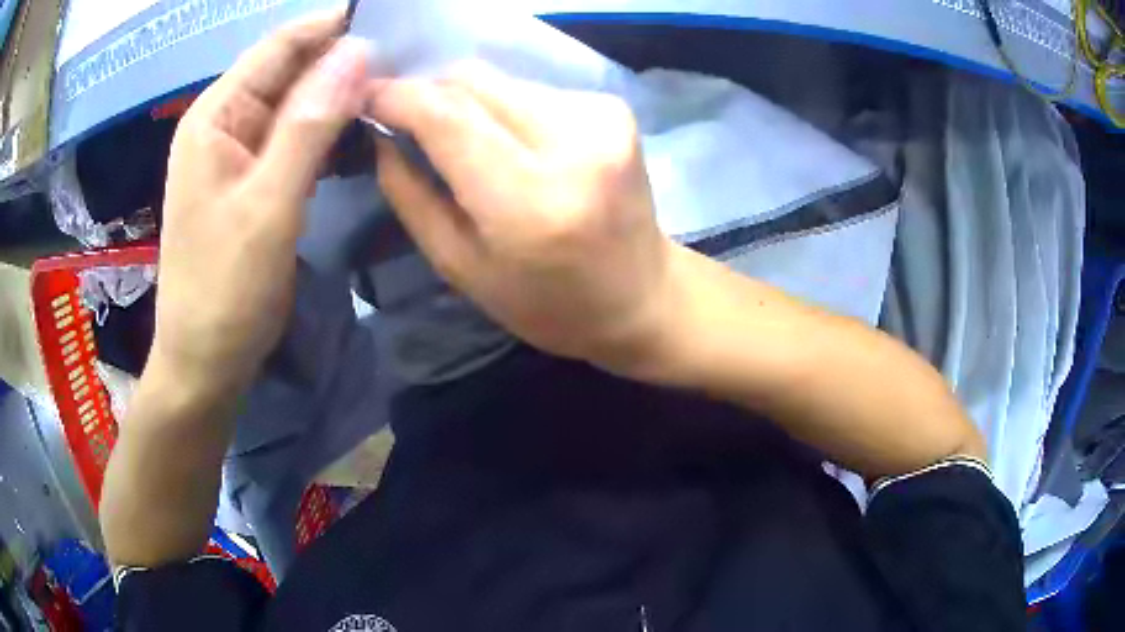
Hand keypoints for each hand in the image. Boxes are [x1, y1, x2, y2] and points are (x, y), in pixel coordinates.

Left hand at [153, 12, 367, 393]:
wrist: (204, 361)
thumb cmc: (225, 288)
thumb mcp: (268, 203)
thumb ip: (310, 123)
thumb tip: (359, 51)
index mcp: (217, 115)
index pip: (280, 45)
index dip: (333, 24)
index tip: (393, 20)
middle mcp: (225, 122)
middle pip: (288, 70)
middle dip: (341, 59)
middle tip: (406, 59)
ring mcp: (238, 153)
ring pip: (295, 104)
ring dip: (339, 94)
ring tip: (394, 88)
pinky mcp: (251, 180)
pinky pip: (293, 138)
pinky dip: (327, 130)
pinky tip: (360, 131)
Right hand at [369, 66, 677, 373]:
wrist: (643, 297)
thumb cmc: (547, 303)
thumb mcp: (461, 268)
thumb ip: (410, 194)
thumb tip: (380, 132)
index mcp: (529, 201)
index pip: (446, 115)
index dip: (396, 96)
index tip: (364, 97)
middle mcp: (572, 143)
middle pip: (471, 81)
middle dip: (427, 95)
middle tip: (407, 123)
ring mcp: (602, 118)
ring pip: (500, 81)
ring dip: (468, 104)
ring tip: (468, 144)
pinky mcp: (615, 108)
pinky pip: (533, 90)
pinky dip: (507, 109)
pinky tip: (515, 144)